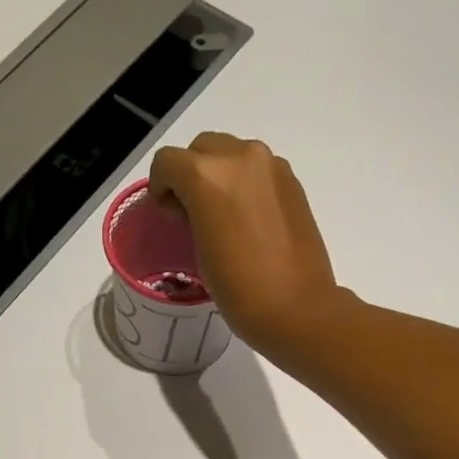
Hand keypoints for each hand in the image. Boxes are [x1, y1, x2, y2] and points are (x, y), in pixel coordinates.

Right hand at [149, 134, 351, 358]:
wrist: (298, 309)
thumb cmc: (240, 291)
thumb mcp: (200, 253)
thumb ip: (192, 215)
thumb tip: (195, 207)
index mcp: (207, 175)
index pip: (167, 162)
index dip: (160, 187)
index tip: (167, 215)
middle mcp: (240, 157)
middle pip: (201, 149)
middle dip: (190, 174)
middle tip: (193, 213)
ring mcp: (271, 166)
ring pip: (231, 154)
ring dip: (220, 176)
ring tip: (224, 217)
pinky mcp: (293, 181)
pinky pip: (258, 170)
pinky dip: (246, 184)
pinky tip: (250, 220)